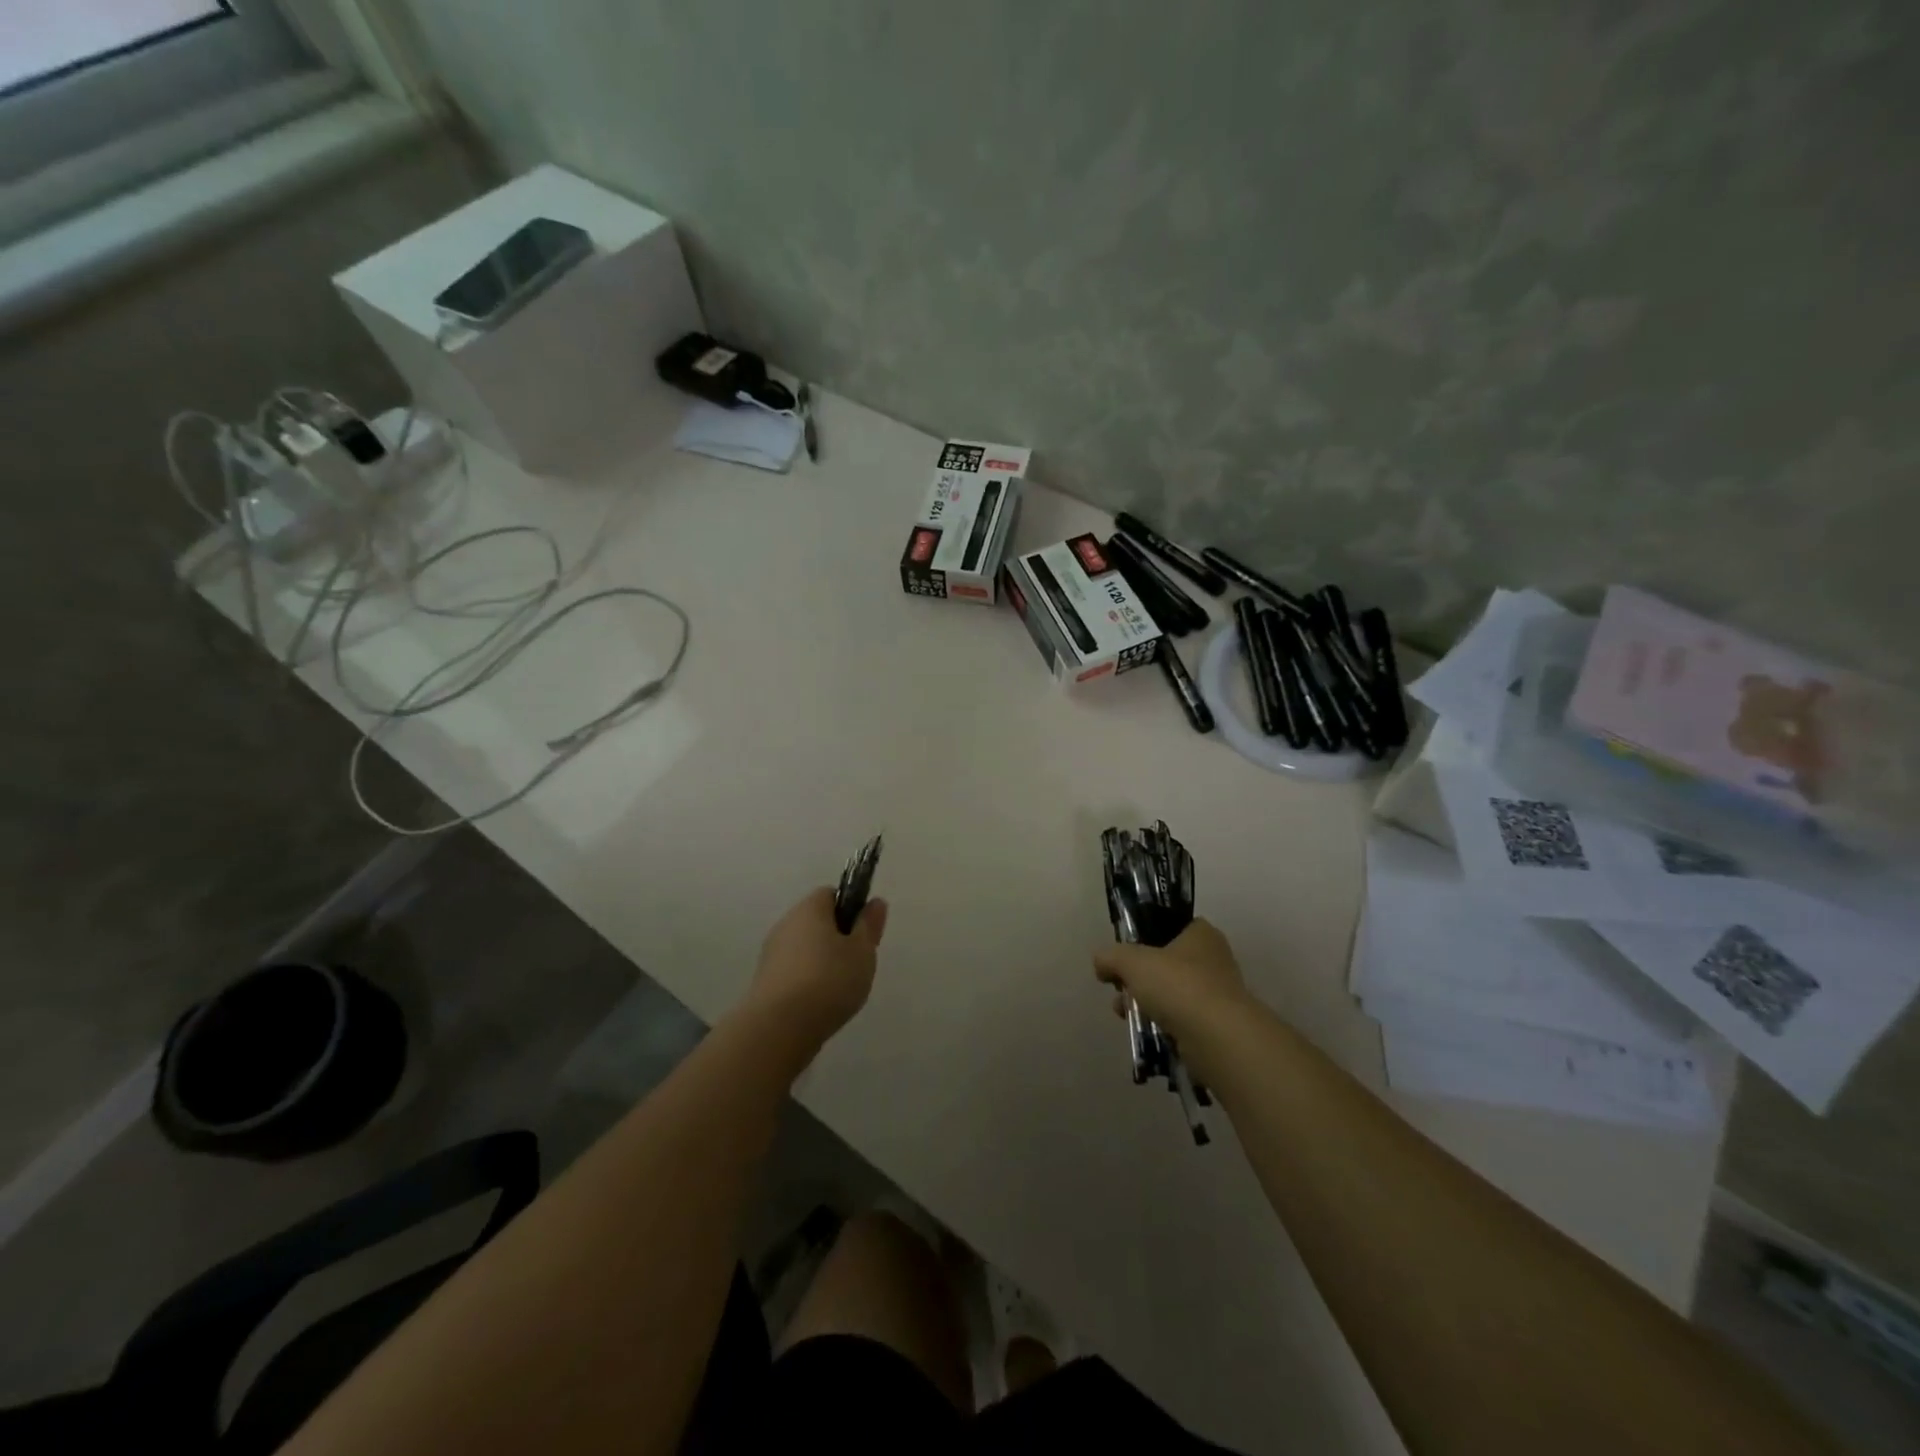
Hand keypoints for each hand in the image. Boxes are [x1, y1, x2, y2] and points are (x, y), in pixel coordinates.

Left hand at [741, 888, 888, 1050]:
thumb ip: (869, 926)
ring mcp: (771, 954)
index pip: (831, 894)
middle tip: (856, 963)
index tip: (863, 933)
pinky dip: (807, 982)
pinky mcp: (764, 982)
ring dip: (821, 962)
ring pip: (804, 949)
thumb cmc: (829, 981)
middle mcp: (786, 924)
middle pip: (816, 922)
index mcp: (809, 909)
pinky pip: (793, 972)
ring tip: (840, 989)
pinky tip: (819, 1004)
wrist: (779, 1028)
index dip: (850, 909)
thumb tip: (875, 902)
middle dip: (837, 939)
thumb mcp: (862, 952)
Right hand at [1093, 919, 1252, 1071]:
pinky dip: (1162, 1023)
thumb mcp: (1132, 961)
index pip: (1170, 926)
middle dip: (1138, 976)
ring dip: (1145, 1001)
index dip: (1144, 937)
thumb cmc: (1178, 985)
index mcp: (1201, 934)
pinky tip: (1144, 1031)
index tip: (1125, 953)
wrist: (1218, 1038)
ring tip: (1123, 1013)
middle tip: (1118, 987)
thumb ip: (1111, 956)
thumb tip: (1100, 962)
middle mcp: (1214, 959)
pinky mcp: (1216, 1026)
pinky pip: (1180, 1019)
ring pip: (1171, 992)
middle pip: (1166, 962)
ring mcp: (1217, 994)